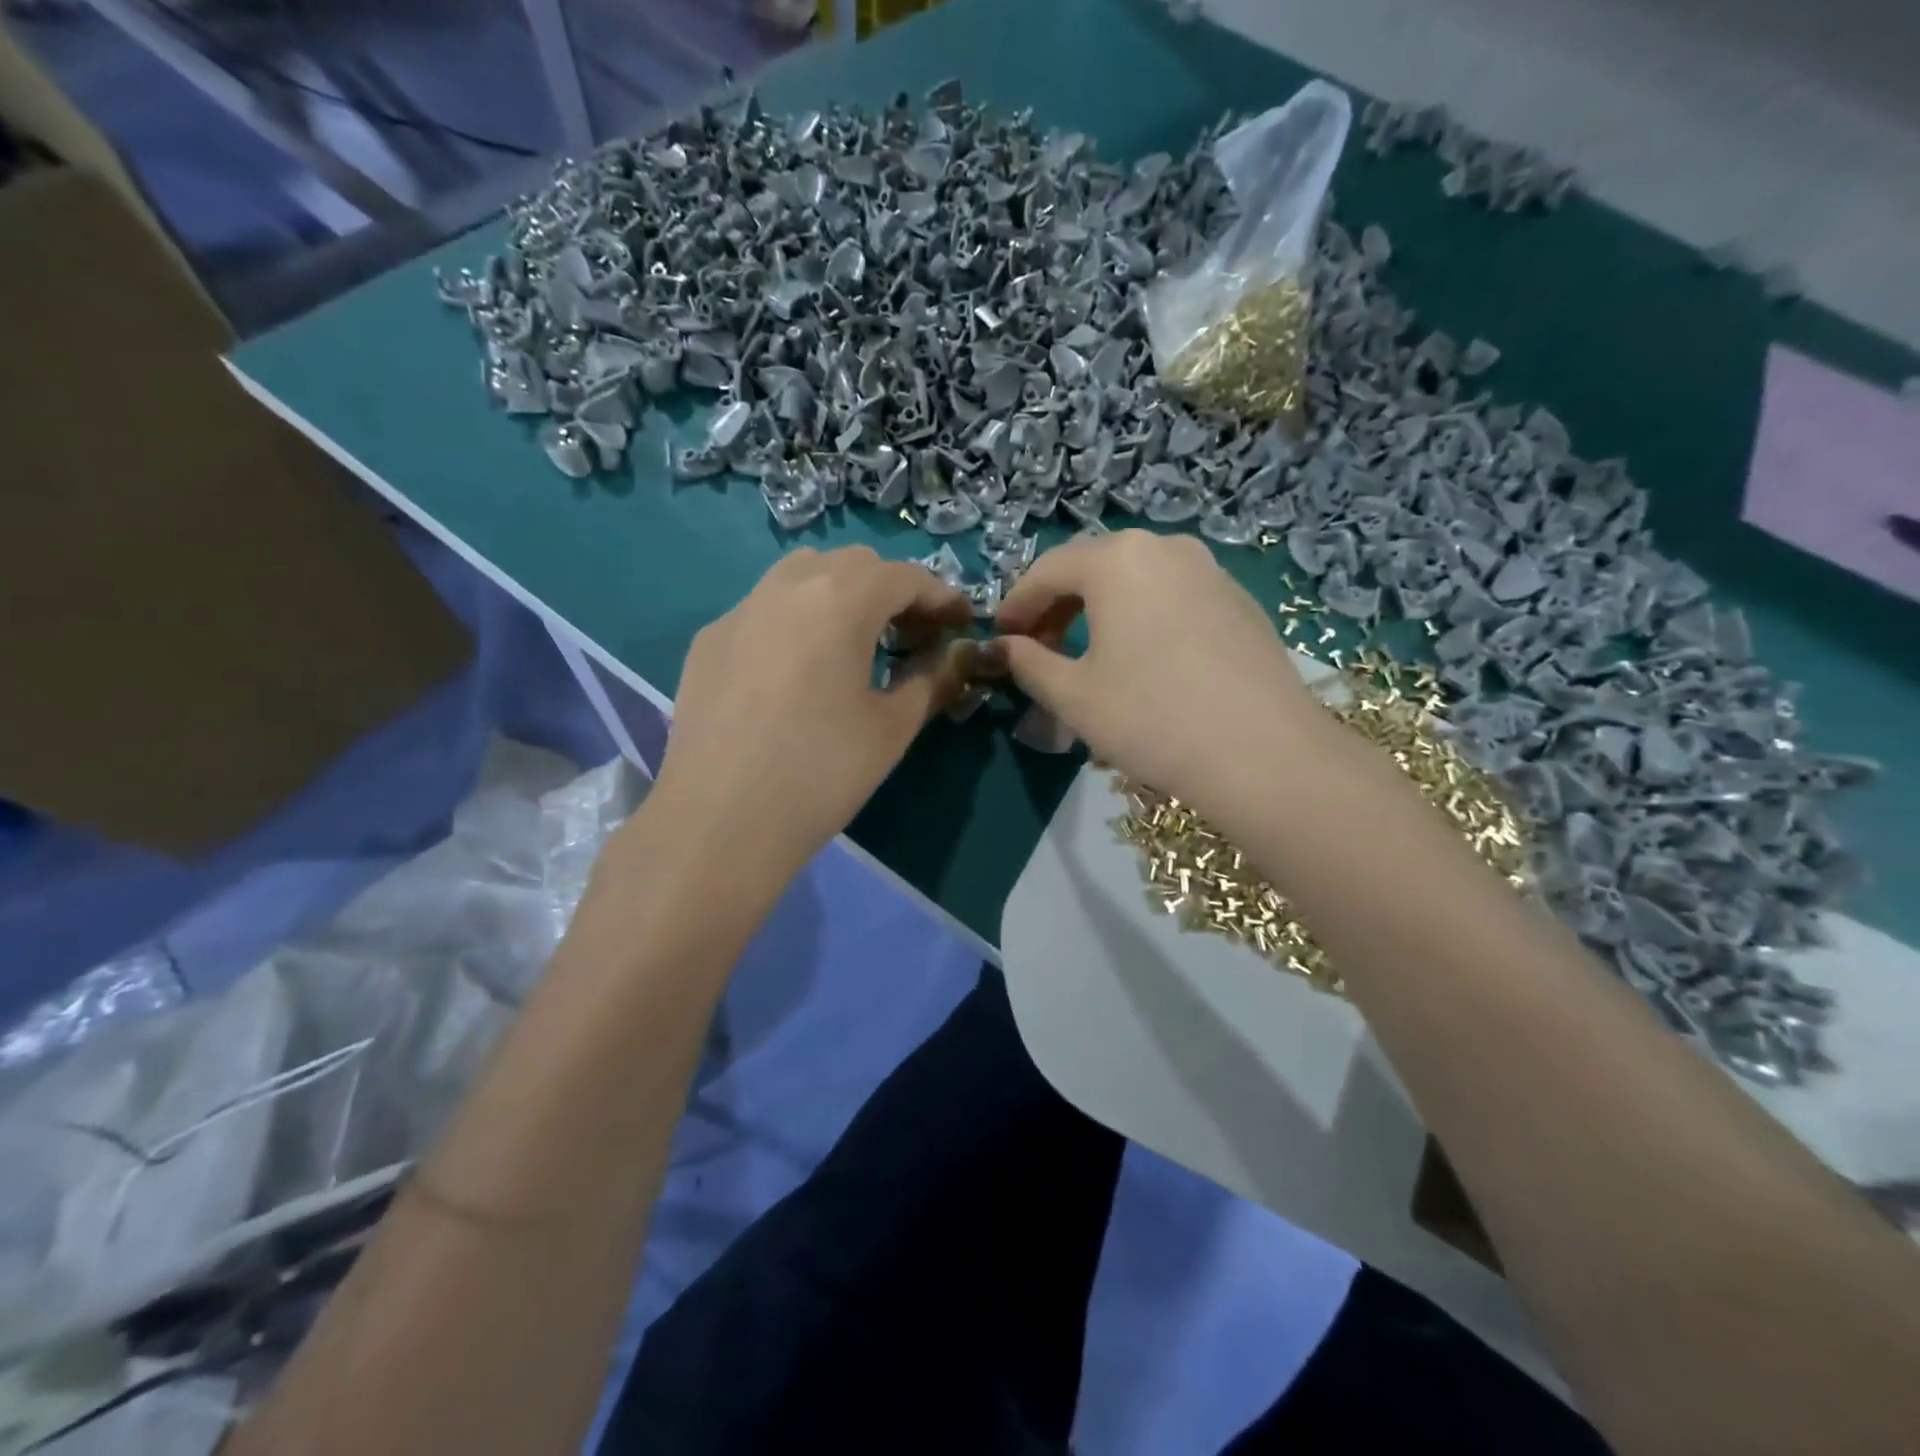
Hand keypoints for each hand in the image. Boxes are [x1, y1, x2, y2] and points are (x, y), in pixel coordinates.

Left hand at [651, 546, 973, 876]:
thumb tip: (957, 654)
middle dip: (892, 590)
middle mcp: (786, 587)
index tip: (961, 624)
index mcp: (839, 601)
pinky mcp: (708, 641)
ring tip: (855, 644)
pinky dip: (796, 619)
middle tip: (911, 637)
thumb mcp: (892, 728)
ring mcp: (739, 611)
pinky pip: (763, 609)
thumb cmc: (821, 773)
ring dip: (840, 594)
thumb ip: (932, 679)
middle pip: (852, 565)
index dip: (940, 596)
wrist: (719, 823)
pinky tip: (797, 670)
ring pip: (801, 575)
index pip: (904, 576)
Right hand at [988, 530, 1330, 816]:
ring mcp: (1209, 570)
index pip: (1047, 570)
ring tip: (1086, 654)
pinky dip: (1141, 617)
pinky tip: (1142, 659)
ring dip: (1099, 610)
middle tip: (1038, 647)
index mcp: (1117, 559)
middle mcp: (1165, 547)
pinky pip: (1172, 596)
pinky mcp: (1239, 600)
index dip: (1016, 604)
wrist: (1263, 753)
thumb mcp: (1073, 696)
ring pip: (1135, 580)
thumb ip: (1029, 663)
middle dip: (1057, 605)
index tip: (1000, 637)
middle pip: (1093, 567)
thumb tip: (1004, 647)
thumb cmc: (1151, 718)